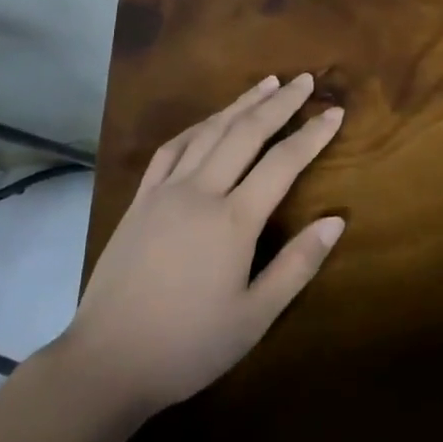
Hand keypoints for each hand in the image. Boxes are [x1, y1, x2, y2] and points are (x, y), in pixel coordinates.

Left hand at [63, 73, 344, 415]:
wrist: (106, 362)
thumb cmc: (188, 346)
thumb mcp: (254, 318)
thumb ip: (297, 265)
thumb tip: (336, 220)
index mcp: (233, 221)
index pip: (283, 162)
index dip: (312, 134)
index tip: (334, 111)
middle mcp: (201, 192)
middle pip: (246, 132)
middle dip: (280, 103)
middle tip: (305, 79)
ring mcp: (166, 190)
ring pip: (210, 131)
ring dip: (241, 103)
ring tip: (267, 83)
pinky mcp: (141, 198)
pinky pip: (172, 148)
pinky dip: (198, 126)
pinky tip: (211, 119)